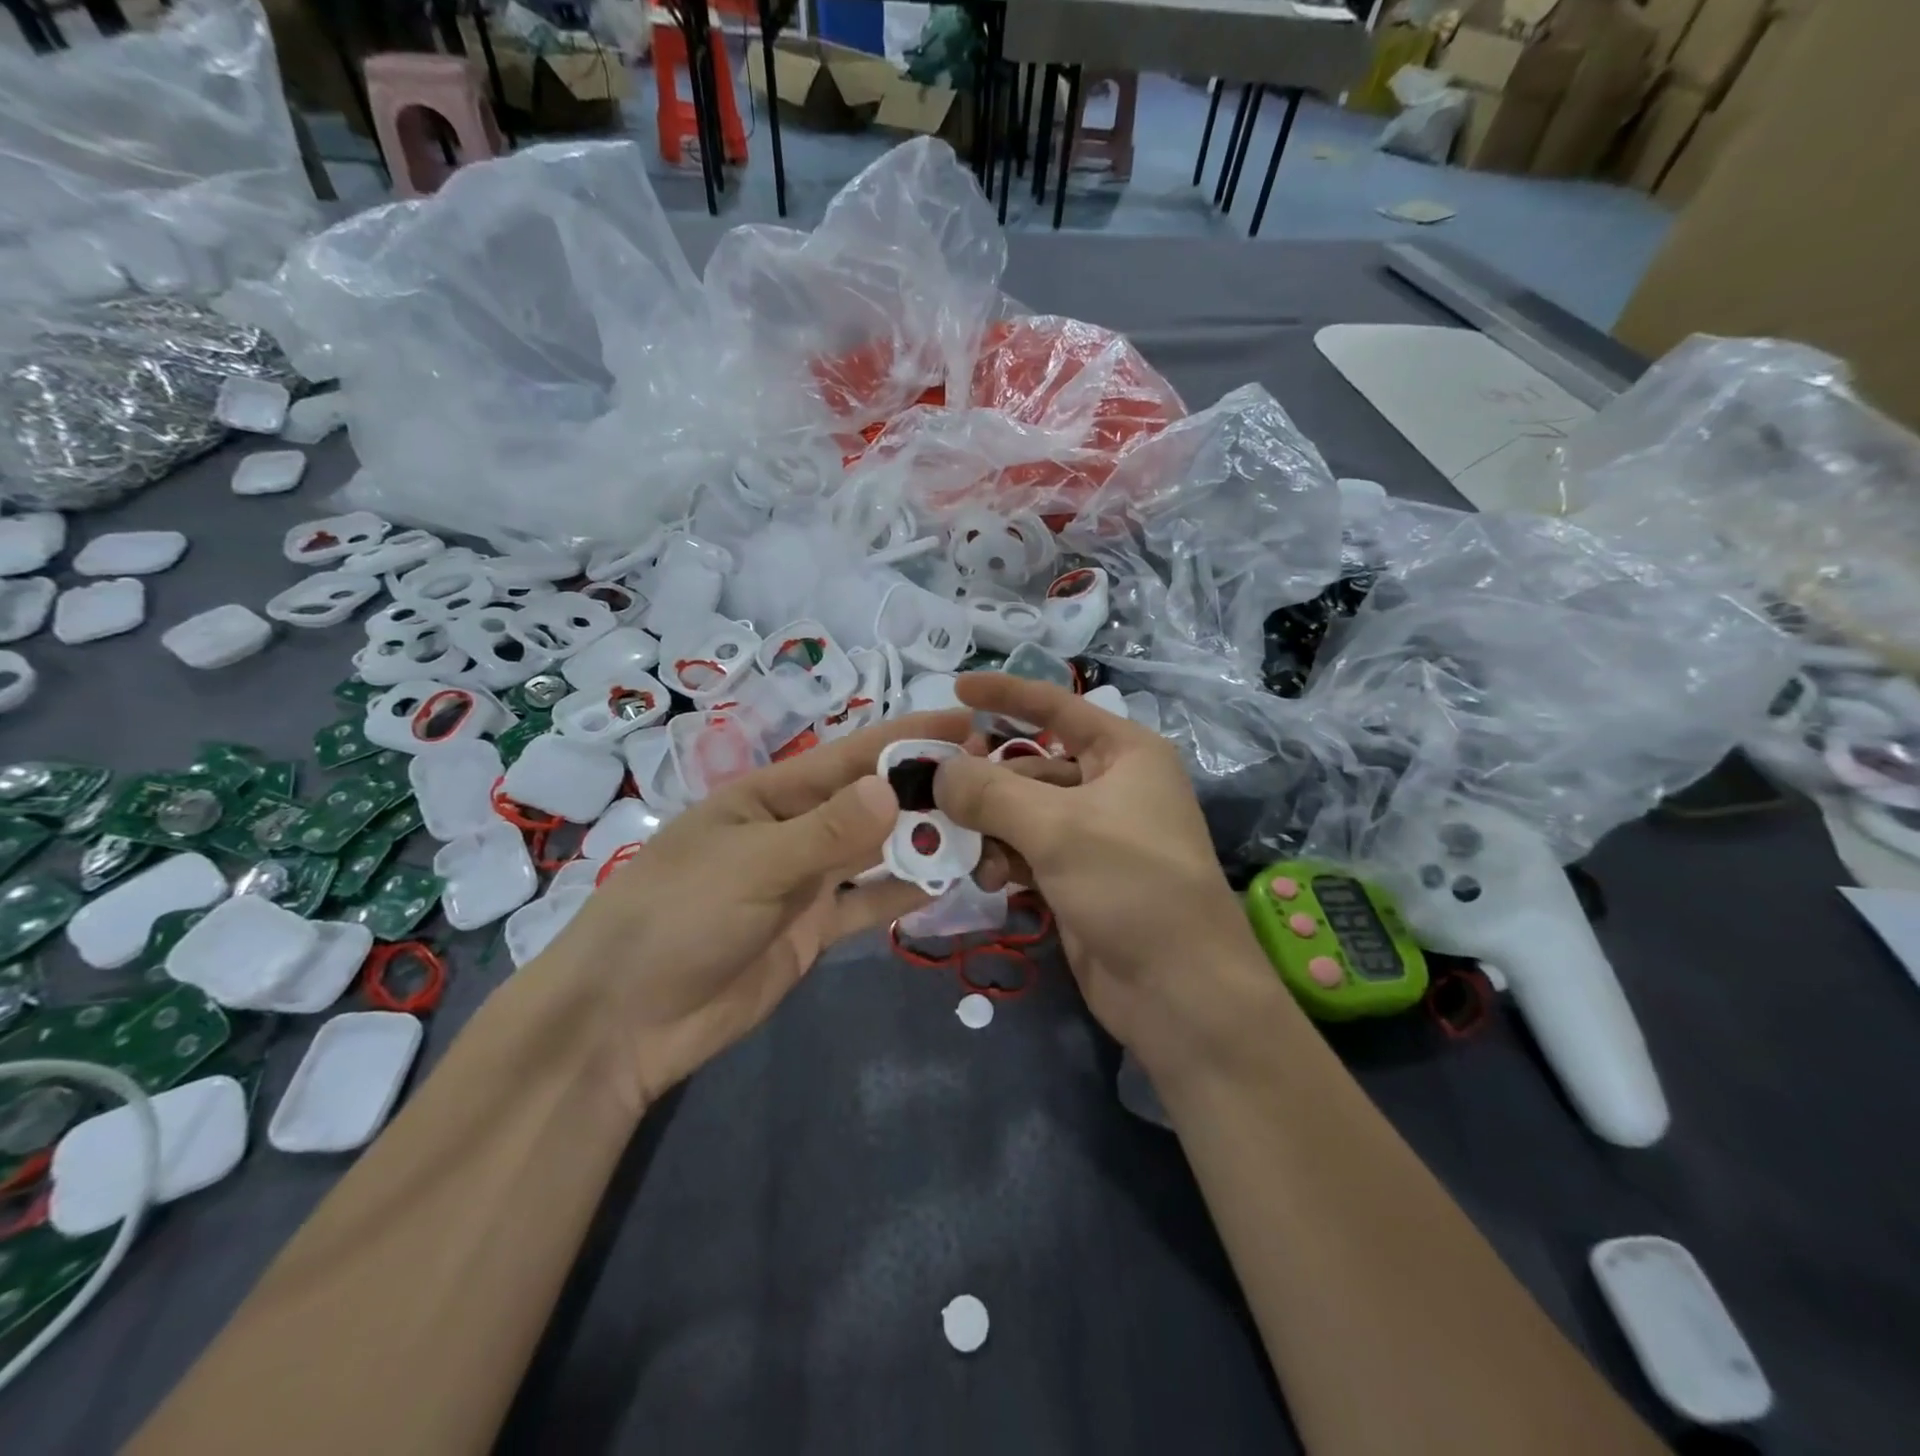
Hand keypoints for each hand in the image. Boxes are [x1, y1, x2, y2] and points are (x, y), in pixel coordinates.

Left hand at [541, 710, 968, 1108]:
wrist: (626, 1023)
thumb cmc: (677, 919)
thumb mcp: (752, 865)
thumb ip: (826, 832)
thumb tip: (892, 788)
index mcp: (770, 796)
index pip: (850, 755)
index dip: (907, 736)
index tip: (965, 721)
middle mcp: (794, 830)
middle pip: (870, 801)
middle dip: (924, 788)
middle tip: (990, 778)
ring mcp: (805, 882)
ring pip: (875, 852)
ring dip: (921, 840)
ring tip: (983, 828)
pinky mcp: (812, 930)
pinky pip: (867, 903)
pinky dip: (902, 893)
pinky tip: (946, 882)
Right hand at [935, 674, 1289, 1077]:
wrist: (1180, 992)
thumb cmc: (1131, 885)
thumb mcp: (1058, 828)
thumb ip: (990, 792)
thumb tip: (940, 772)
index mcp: (1124, 753)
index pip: (1057, 707)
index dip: (1006, 694)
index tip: (955, 686)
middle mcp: (1111, 786)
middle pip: (1030, 765)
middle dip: (986, 782)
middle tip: (939, 797)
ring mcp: (1094, 835)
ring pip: (1022, 813)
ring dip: (990, 829)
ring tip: (969, 854)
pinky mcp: (1077, 878)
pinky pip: (1027, 852)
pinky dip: (1004, 860)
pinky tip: (989, 882)